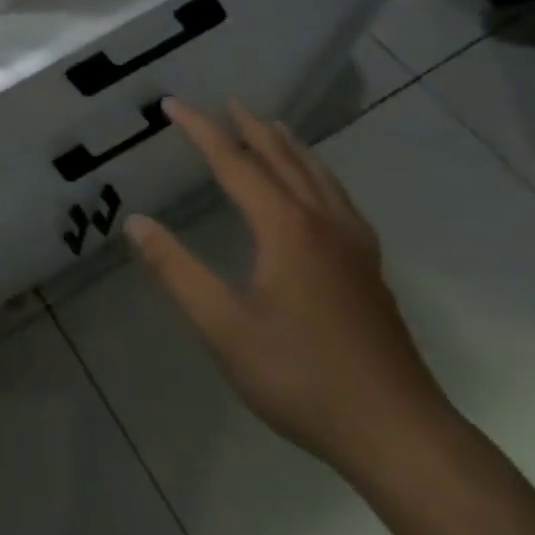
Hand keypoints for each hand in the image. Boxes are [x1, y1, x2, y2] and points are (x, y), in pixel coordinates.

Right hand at [125, 98, 451, 475]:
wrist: (398, 433)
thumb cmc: (301, 377)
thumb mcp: (224, 327)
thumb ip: (177, 271)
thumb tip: (136, 222)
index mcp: (285, 228)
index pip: (234, 162)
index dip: (201, 129)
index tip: (173, 103)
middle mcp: (321, 222)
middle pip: (282, 158)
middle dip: (250, 127)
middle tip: (226, 101)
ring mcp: (352, 245)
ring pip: (318, 176)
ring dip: (289, 146)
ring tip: (272, 127)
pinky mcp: (369, 268)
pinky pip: (339, 199)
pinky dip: (318, 175)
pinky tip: (319, 189)